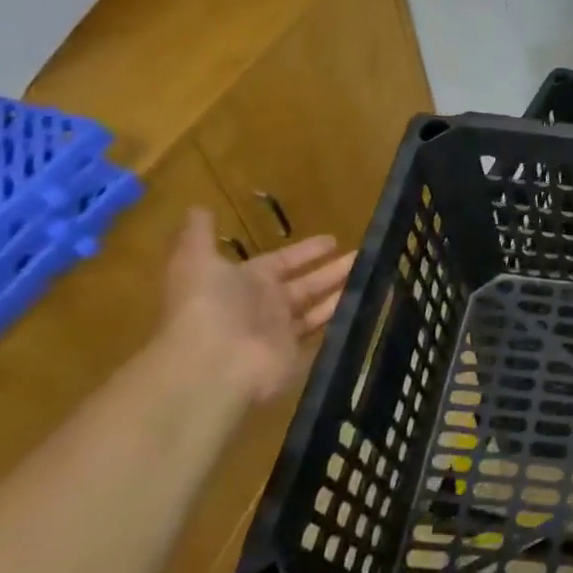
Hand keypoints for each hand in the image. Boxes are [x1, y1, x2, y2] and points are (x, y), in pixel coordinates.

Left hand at [159, 208, 356, 403]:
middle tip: (365, 255)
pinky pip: (323, 334)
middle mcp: (265, 306)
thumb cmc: (208, 307)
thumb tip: (197, 207)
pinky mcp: (297, 355)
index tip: (334, 239)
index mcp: (246, 282)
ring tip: (376, 274)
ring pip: (319, 307)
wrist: (211, 365)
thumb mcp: (195, 263)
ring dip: (343, 291)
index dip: (307, 251)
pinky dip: (342, 321)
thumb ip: (199, 236)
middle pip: (307, 284)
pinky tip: (368, 305)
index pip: (283, 261)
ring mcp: (281, 332)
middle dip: (333, 269)